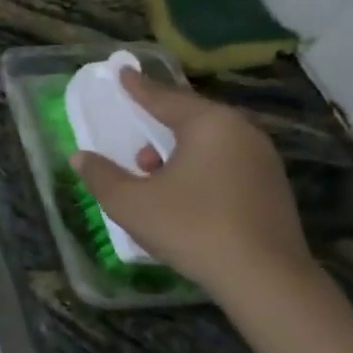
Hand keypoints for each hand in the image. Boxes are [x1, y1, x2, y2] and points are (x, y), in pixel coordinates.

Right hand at [70, 69, 313, 298]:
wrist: (265, 279)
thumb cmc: (191, 227)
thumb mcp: (130, 202)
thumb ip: (101, 176)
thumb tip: (80, 158)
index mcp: (208, 124)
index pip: (163, 98)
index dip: (137, 88)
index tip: (122, 72)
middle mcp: (241, 133)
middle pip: (190, 117)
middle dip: (158, 122)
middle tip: (134, 122)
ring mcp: (263, 160)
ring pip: (210, 142)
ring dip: (177, 149)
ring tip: (150, 168)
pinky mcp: (272, 188)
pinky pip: (225, 162)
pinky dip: (199, 166)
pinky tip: (182, 191)